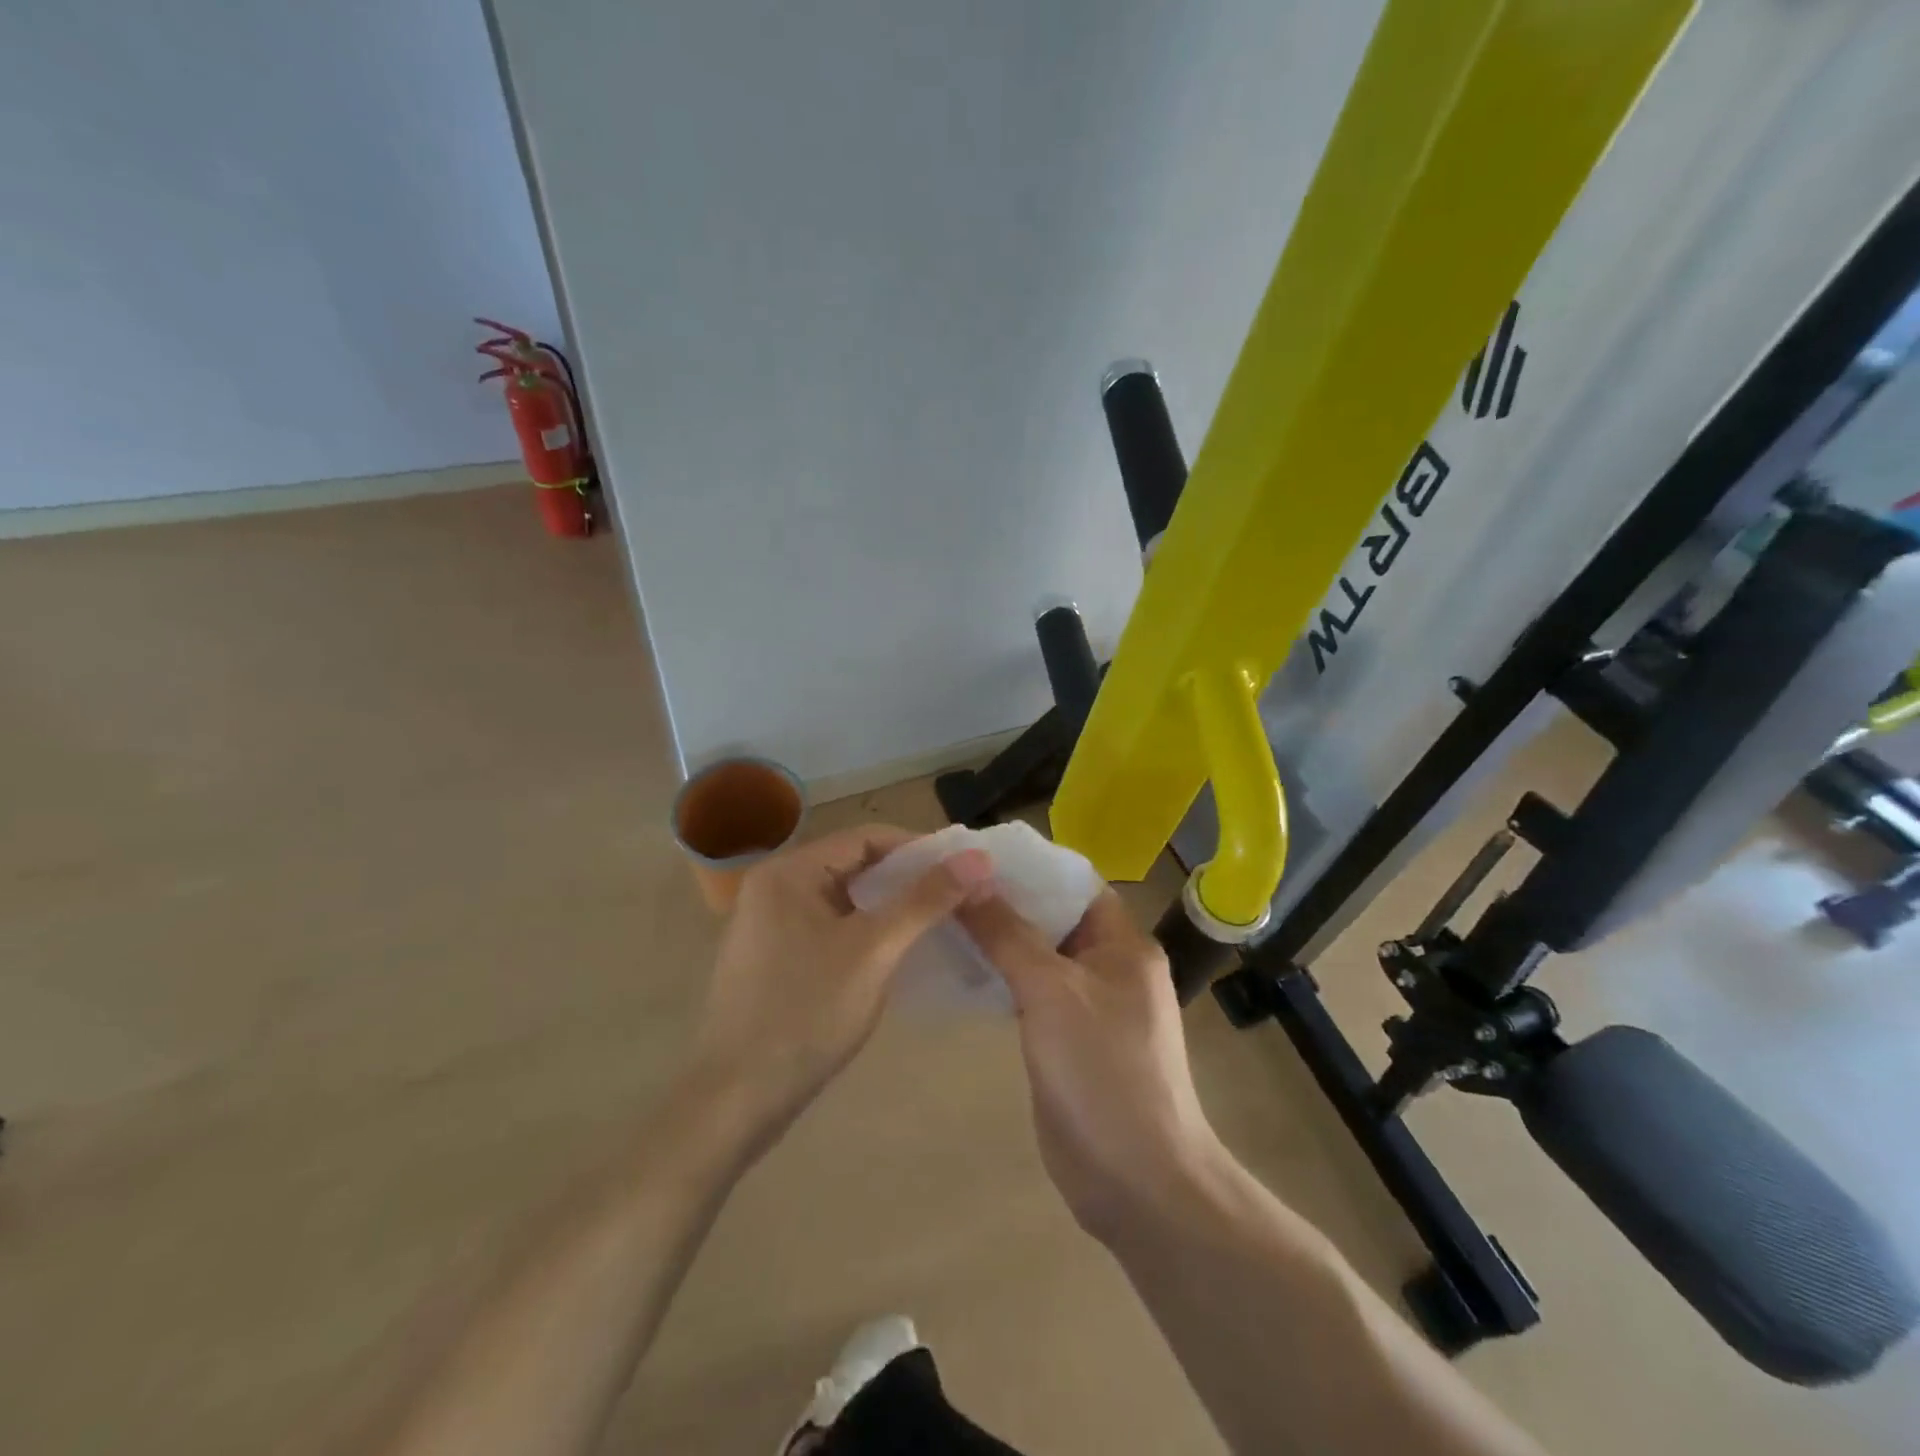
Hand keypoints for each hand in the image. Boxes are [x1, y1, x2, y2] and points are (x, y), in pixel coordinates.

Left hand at [690, 825, 992, 1146]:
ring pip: (843, 899)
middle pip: (854, 865)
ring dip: (888, 906)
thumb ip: (925, 900)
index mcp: (789, 872)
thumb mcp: (874, 951)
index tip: (964, 868)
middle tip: (957, 896)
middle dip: (907, 878)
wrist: (736, 1101)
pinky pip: (829, 927)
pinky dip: (865, 931)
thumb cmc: (806, 1014)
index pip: (866, 838)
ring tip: (936, 921)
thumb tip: (978, 857)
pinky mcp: (773, 957)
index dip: (920, 849)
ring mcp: (769, 924)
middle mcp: (774, 887)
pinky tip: (896, 951)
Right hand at [959, 891, 1226, 1242]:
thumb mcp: (1051, 992)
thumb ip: (1008, 933)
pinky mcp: (1068, 1041)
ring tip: (943, 919)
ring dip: (999, 941)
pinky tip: (960, 972)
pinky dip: (1002, 980)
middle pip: (1053, 918)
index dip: (1028, 866)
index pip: (1074, 882)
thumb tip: (972, 878)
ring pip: (1040, 957)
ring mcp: (1090, 1006)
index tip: (974, 856)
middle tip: (947, 886)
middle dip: (1005, 902)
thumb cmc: (1102, 1071)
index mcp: (1123, 944)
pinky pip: (1032, 995)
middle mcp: (1110, 967)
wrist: (1137, 1181)